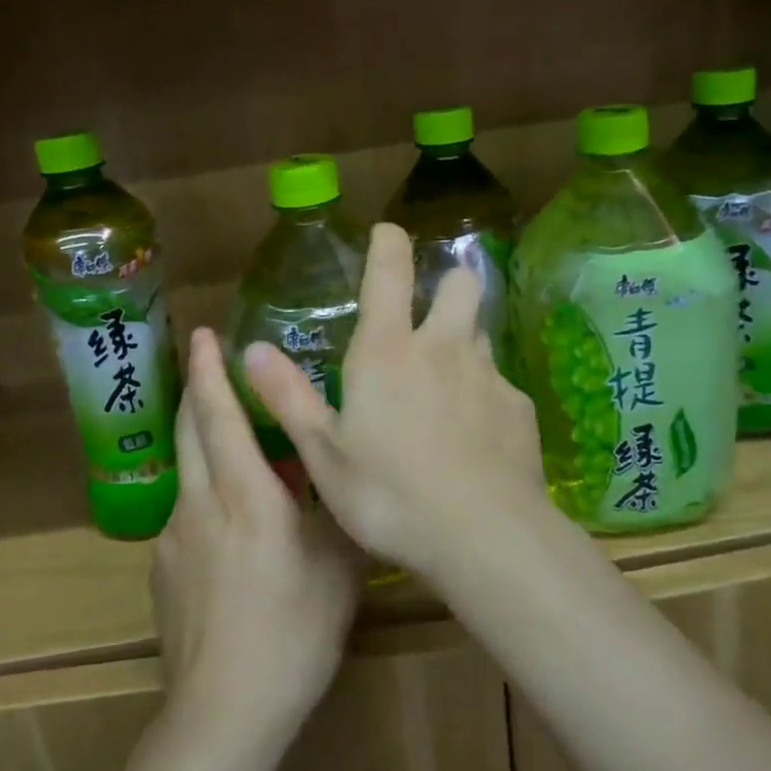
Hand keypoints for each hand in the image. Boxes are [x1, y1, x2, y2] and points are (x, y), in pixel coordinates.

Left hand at [153, 327, 362, 743]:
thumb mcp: (338, 562)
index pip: (220, 415)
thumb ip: (337, 507)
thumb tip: (342, 473)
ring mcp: (174, 537)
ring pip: (185, 469)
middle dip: (196, 388)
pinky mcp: (162, 570)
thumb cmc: (295, 630)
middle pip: (189, 429)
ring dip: (201, 440)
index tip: (205, 334)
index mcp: (245, 493)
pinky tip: (229, 527)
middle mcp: (201, 503)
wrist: (225, 713)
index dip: (212, 371)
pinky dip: (204, 495)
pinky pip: (185, 513)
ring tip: (232, 440)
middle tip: (207, 360)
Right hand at [241, 223, 547, 576]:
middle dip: (448, 285)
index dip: (388, 242)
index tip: (387, 233)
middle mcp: (443, 347)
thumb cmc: (389, 495)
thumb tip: (252, 349)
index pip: (390, 271)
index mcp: (389, 351)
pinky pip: (499, 386)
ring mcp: (488, 374)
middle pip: (460, 283)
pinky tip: (475, 441)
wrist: (484, 537)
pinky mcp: (518, 407)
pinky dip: (484, 398)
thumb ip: (288, 397)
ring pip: (481, 333)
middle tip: (429, 318)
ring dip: (464, 343)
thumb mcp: (324, 454)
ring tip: (445, 389)